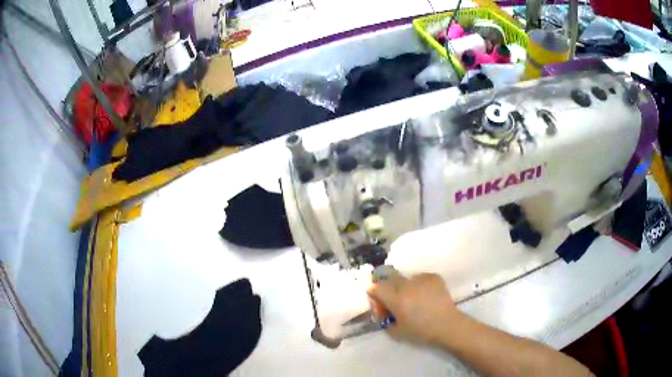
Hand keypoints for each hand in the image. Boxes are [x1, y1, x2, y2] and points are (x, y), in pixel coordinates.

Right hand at [367, 271, 460, 344]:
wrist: (447, 325)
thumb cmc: (420, 331)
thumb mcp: (396, 331)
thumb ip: (385, 320)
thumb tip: (383, 313)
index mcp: (395, 299)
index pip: (375, 287)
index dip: (372, 291)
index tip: (375, 297)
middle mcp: (405, 285)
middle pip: (389, 277)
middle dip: (387, 285)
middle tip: (392, 296)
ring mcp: (421, 279)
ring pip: (406, 278)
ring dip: (404, 286)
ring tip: (412, 297)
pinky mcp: (433, 277)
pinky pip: (420, 277)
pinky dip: (419, 284)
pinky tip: (425, 294)